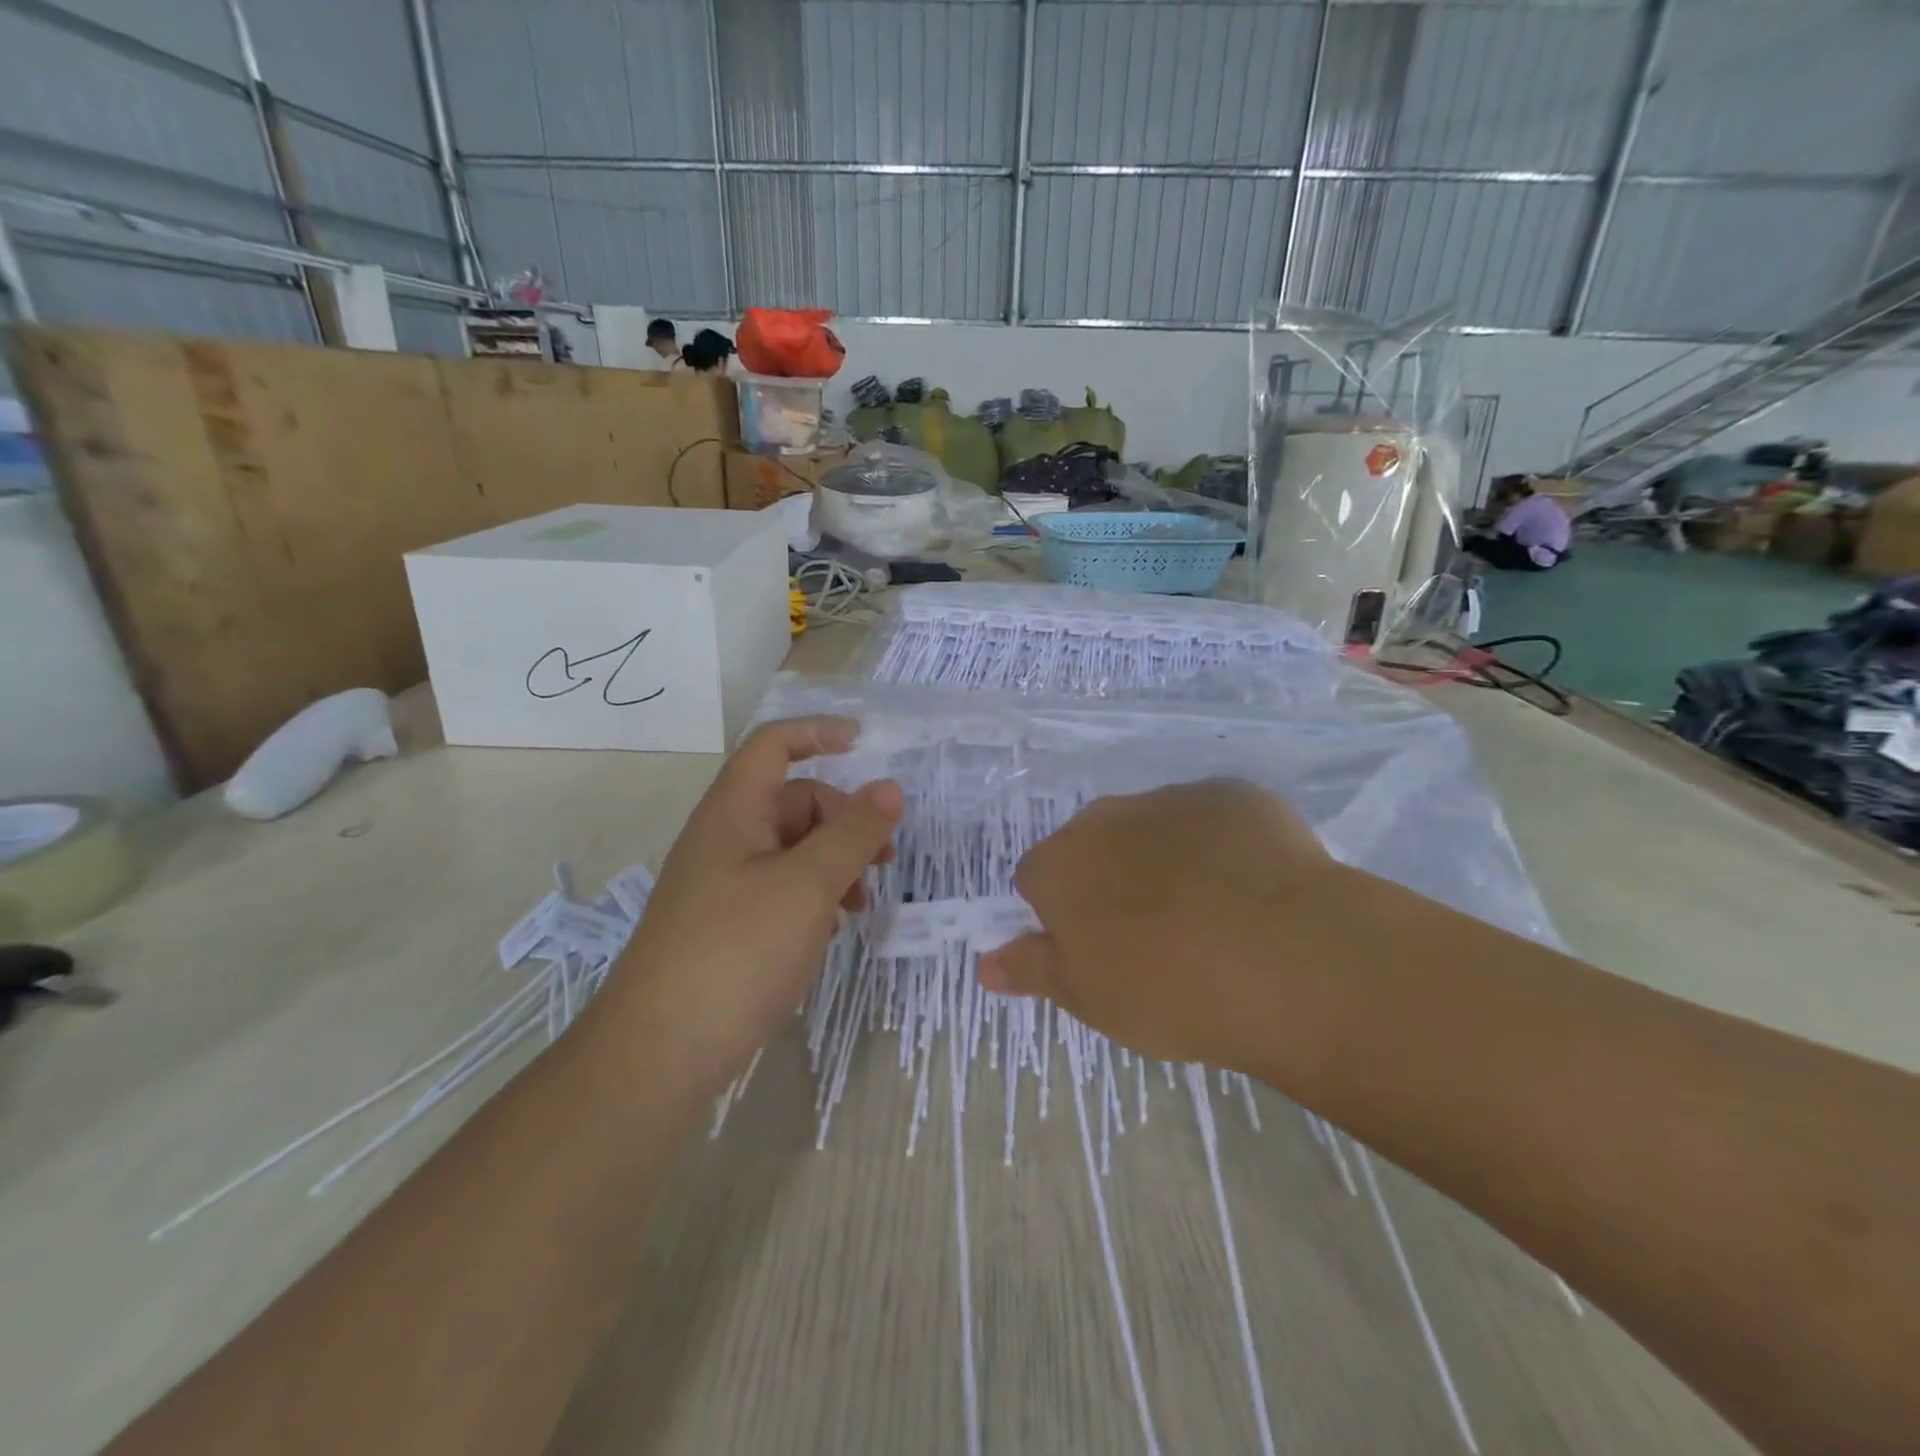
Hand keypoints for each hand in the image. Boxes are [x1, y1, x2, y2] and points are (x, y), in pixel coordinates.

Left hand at [607, 717, 901, 1092]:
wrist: (659, 1053)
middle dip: (844, 817)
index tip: (866, 744)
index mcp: (734, 812)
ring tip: (862, 902)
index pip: (774, 746)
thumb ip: (852, 834)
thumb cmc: (736, 952)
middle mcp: (726, 839)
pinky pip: (782, 889)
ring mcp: (726, 885)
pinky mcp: (730, 926)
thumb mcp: (806, 886)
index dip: (818, 733)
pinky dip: (815, 896)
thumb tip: (890, 789)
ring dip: (835, 862)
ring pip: (793, 849)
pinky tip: (831, 929)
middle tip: (883, 856)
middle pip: (794, 801)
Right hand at [978, 780, 1336, 1069]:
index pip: (1037, 879)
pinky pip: (1213, 820)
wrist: (1282, 956)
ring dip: (1166, 860)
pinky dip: (1221, 847)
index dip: (1062, 915)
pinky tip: (1253, 890)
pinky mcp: (1233, 796)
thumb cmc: (1166, 987)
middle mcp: (1105, 817)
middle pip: (1094, 845)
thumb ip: (1032, 968)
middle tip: (1153, 937)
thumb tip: (985, 963)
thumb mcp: (1087, 996)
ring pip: (1153, 829)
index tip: (1096, 950)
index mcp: (1060, 863)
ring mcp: (1172, 799)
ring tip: (1211, 916)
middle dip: (1111, 880)